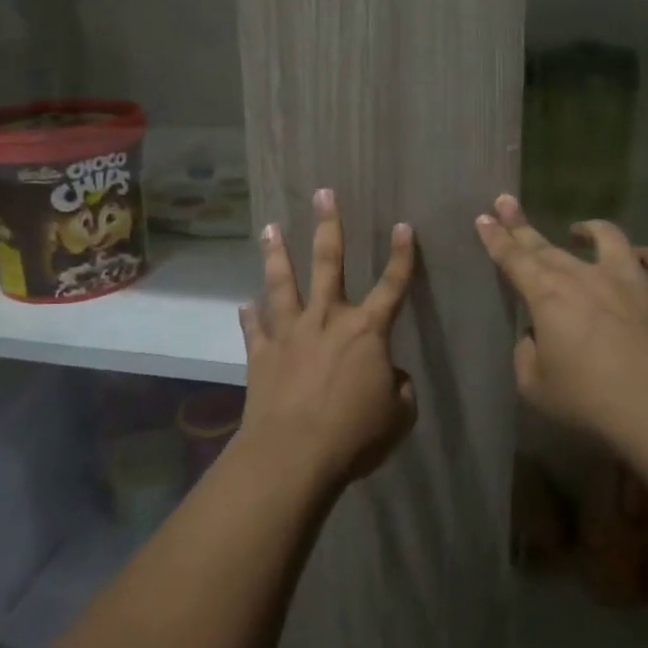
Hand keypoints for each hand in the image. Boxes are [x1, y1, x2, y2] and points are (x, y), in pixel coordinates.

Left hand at [238, 189, 416, 487]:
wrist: (293, 454)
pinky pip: (254, 328)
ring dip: (277, 254)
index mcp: (366, 331)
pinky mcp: (261, 353)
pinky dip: (250, 316)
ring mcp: (289, 333)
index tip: (403, 226)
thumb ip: (399, 389)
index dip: (402, 256)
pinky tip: (244, 304)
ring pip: (282, 283)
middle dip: (328, 226)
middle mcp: (326, 319)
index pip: (392, 286)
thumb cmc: (353, 435)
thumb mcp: (397, 417)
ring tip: (270, 227)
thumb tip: (391, 377)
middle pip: (328, 263)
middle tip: (323, 194)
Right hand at [475, 195, 647, 448]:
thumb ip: (527, 354)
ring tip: (580, 230)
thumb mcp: (536, 387)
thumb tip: (537, 337)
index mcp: (548, 295)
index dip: (496, 237)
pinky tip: (645, 258)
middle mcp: (587, 276)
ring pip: (610, 238)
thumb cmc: (593, 401)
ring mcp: (633, 279)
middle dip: (522, 225)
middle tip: (507, 203)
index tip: (484, 217)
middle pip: (549, 245)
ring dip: (590, 230)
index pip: (513, 258)